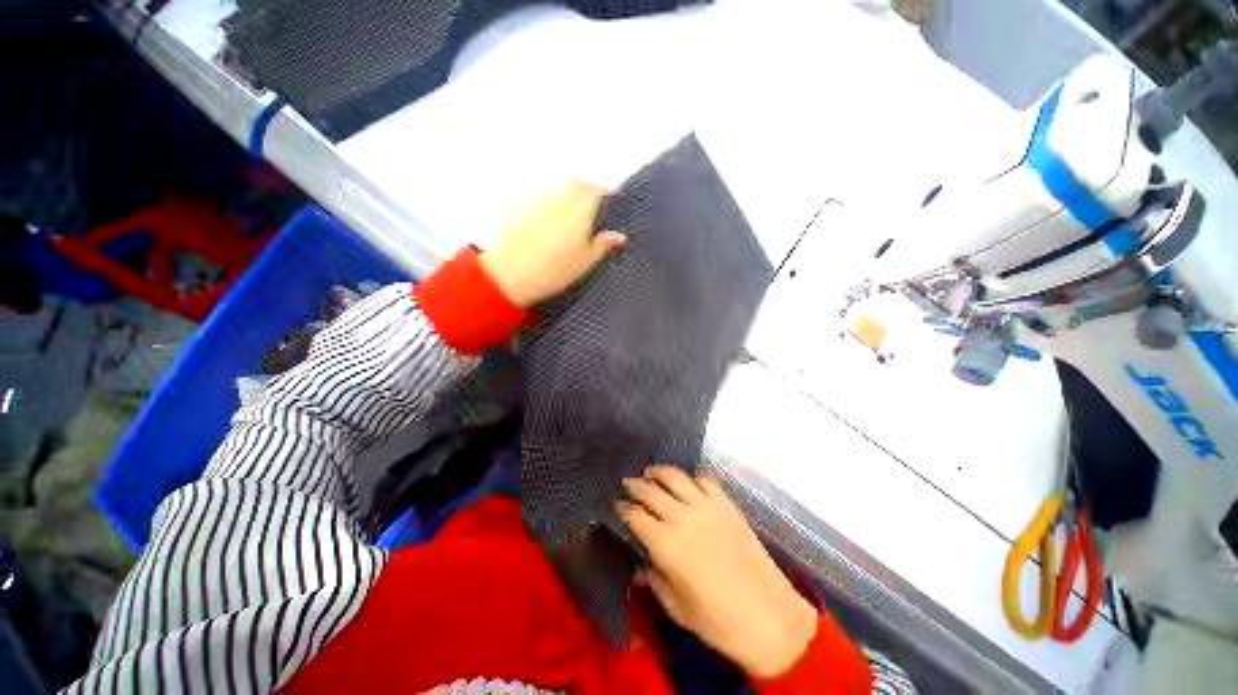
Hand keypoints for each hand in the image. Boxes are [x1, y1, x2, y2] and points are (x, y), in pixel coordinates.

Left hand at [479, 180, 625, 307]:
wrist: (509, 274)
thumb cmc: (554, 270)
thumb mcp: (585, 261)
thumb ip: (603, 245)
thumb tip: (619, 236)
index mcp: (579, 206)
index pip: (599, 191)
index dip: (606, 197)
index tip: (610, 206)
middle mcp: (559, 194)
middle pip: (577, 185)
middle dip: (587, 192)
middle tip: (591, 211)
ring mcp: (537, 196)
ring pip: (557, 189)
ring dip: (566, 197)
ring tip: (569, 219)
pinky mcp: (518, 204)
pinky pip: (540, 198)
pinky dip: (548, 205)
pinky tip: (546, 225)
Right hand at [617, 465, 818, 678]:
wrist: (770, 619)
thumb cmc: (719, 622)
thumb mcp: (677, 608)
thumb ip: (655, 579)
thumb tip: (642, 563)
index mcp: (666, 545)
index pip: (636, 516)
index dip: (623, 509)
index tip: (617, 506)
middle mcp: (683, 518)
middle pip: (651, 491)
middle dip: (635, 486)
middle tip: (627, 484)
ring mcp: (707, 507)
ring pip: (676, 477)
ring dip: (659, 472)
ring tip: (651, 472)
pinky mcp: (727, 505)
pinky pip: (705, 481)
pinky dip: (691, 478)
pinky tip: (687, 483)